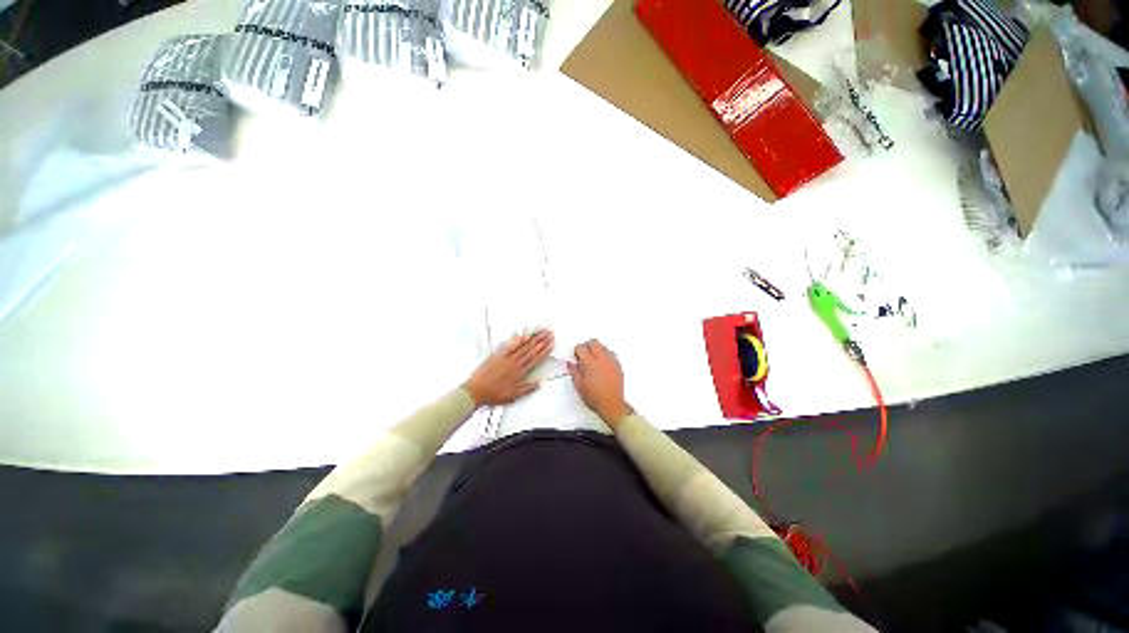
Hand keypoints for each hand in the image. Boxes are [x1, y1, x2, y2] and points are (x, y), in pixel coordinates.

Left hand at [463, 330, 553, 405]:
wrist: (475, 391)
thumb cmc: (493, 395)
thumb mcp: (513, 396)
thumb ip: (527, 389)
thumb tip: (539, 383)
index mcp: (520, 373)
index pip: (536, 359)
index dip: (545, 351)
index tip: (551, 345)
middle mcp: (514, 363)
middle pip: (532, 350)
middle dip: (542, 341)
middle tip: (550, 334)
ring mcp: (506, 358)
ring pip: (523, 346)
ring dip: (533, 338)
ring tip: (541, 332)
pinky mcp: (497, 355)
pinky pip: (509, 346)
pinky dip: (517, 340)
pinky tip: (523, 335)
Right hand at [568, 339, 632, 426]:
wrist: (612, 404)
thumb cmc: (595, 397)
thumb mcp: (579, 385)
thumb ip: (574, 371)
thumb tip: (571, 363)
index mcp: (590, 362)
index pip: (581, 347)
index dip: (577, 351)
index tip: (576, 357)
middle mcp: (601, 358)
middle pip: (593, 342)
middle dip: (587, 346)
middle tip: (584, 355)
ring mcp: (611, 360)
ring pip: (603, 346)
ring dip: (597, 349)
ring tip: (593, 360)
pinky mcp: (618, 365)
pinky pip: (611, 353)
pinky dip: (605, 355)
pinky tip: (602, 364)